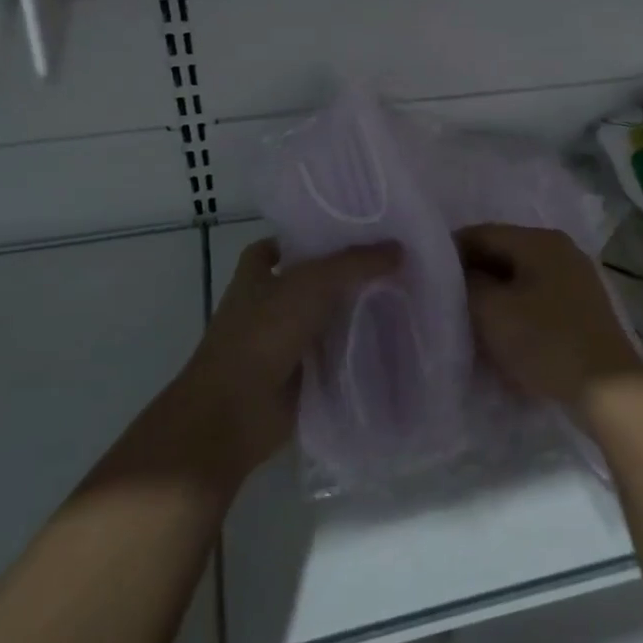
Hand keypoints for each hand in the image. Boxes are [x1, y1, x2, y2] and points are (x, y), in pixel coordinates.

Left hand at [165, 237, 401, 486]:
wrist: (235, 412)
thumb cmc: (263, 333)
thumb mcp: (313, 283)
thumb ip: (356, 263)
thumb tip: (400, 249)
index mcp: (257, 273)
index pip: (287, 243)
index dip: (316, 235)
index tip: (358, 230)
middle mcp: (270, 303)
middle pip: (316, 280)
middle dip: (350, 274)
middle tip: (397, 262)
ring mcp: (285, 341)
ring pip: (329, 318)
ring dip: (358, 313)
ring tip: (407, 296)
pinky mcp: (303, 375)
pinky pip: (337, 355)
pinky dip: (359, 349)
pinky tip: (396, 339)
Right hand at [456, 224, 642, 414]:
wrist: (608, 389)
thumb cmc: (545, 341)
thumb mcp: (492, 311)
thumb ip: (466, 284)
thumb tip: (457, 274)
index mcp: (539, 240)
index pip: (481, 233)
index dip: (449, 252)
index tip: (426, 277)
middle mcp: (560, 250)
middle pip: (502, 254)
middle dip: (472, 277)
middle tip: (444, 302)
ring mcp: (575, 279)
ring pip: (519, 279)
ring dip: (493, 297)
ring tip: (469, 322)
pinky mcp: (581, 309)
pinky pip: (536, 300)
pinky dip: (515, 312)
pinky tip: (502, 336)